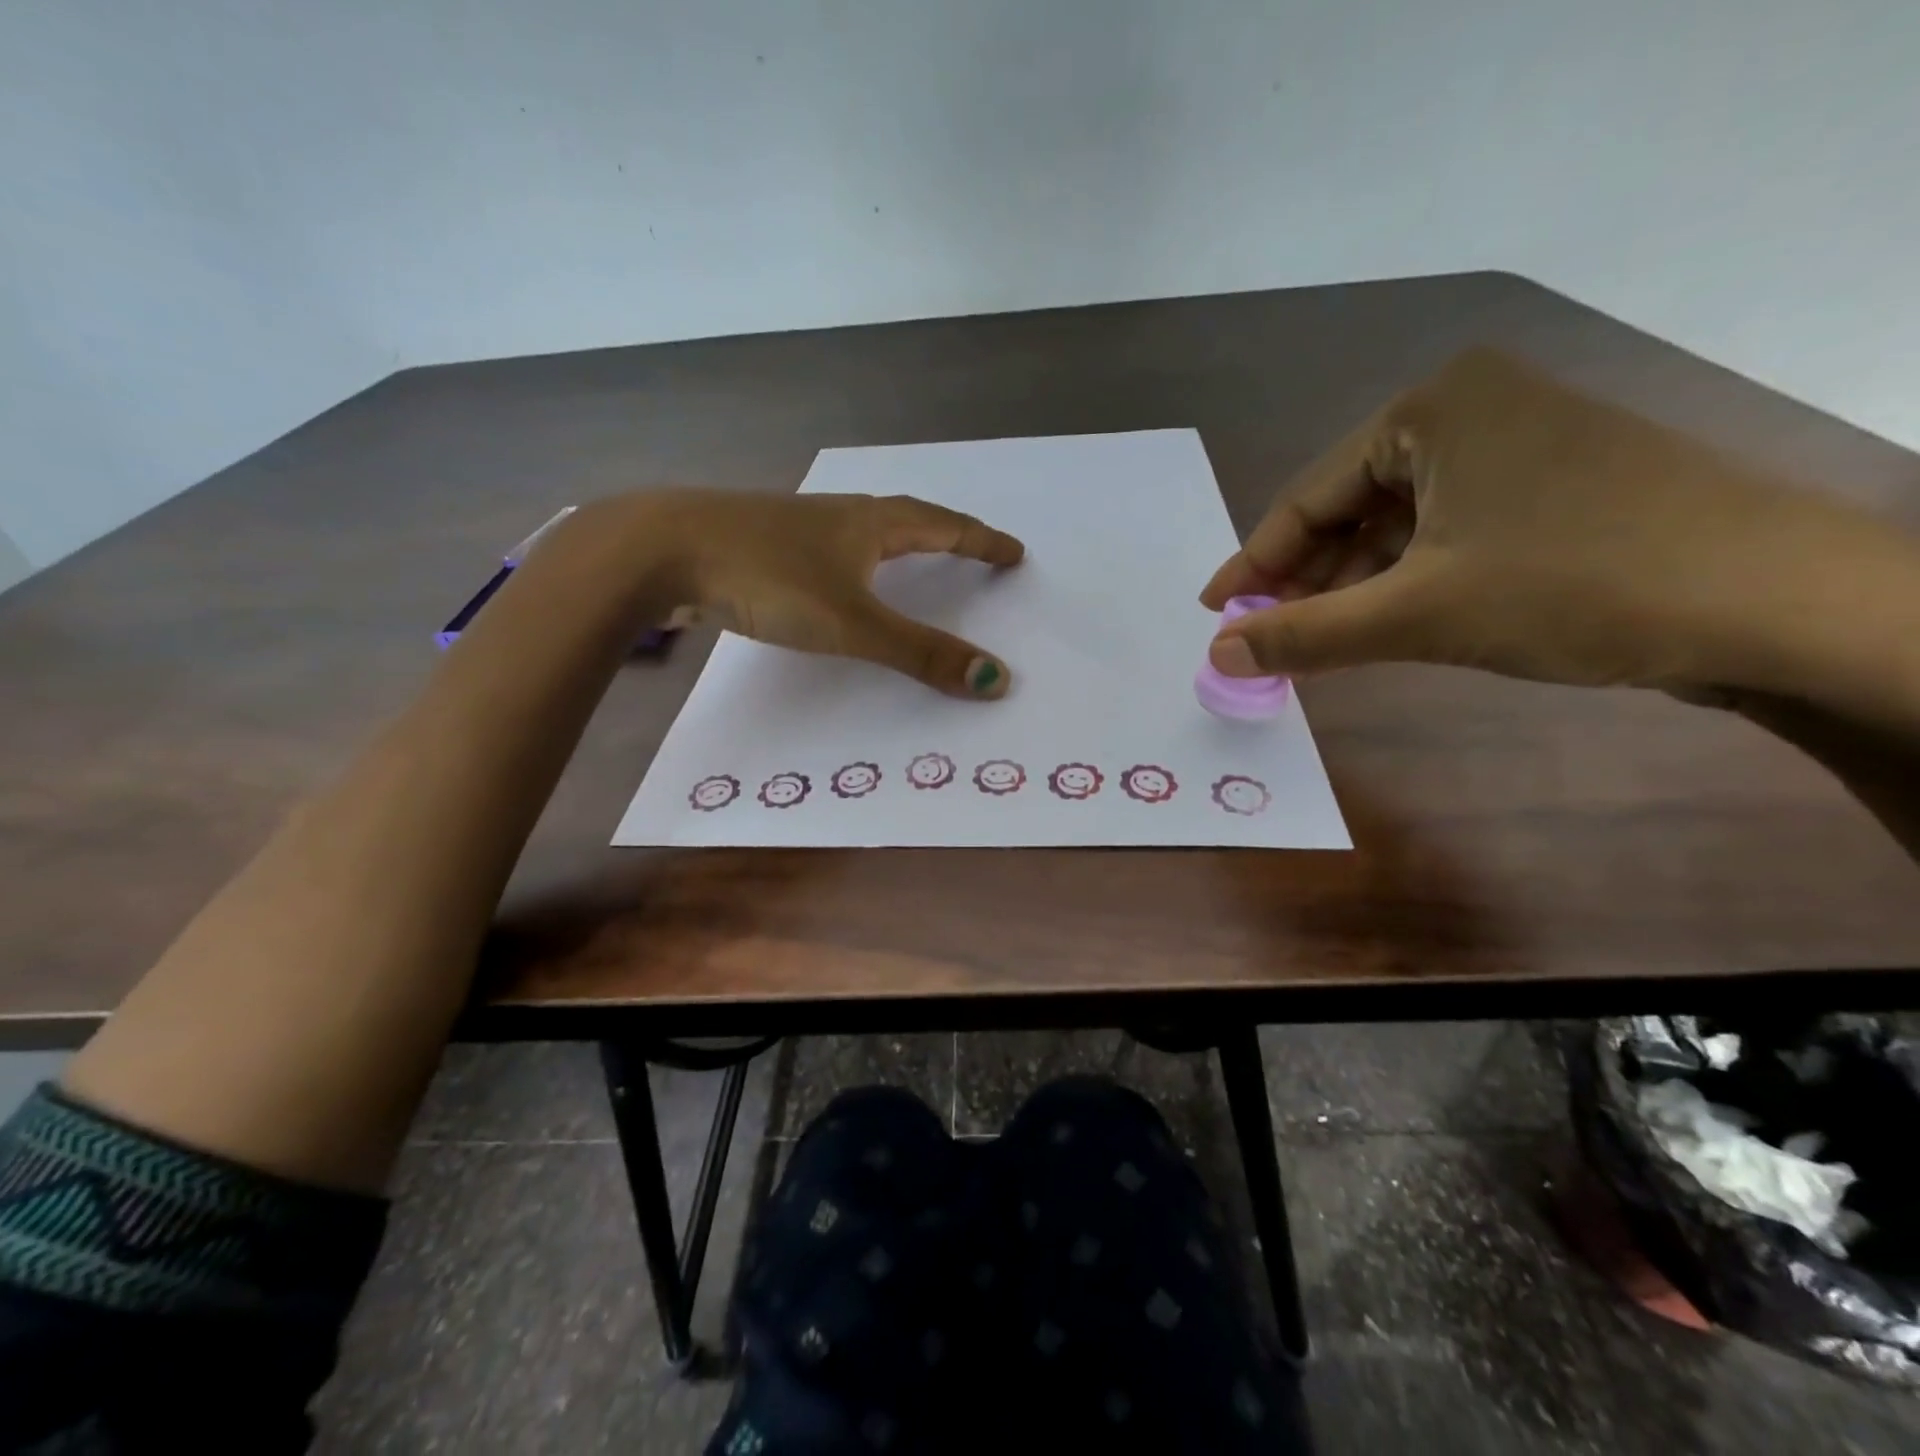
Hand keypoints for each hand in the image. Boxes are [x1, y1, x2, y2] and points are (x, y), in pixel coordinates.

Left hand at [649, 489, 1025, 698]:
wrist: (662, 549)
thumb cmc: (769, 579)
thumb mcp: (853, 623)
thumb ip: (920, 654)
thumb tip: (995, 681)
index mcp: (870, 523)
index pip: (944, 527)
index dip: (982, 542)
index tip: (1014, 551)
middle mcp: (839, 516)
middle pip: (908, 518)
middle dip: (947, 533)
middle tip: (973, 549)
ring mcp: (796, 527)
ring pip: (863, 529)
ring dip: (898, 541)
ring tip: (914, 557)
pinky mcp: (763, 544)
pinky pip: (828, 548)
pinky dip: (853, 561)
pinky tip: (837, 576)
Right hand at [1200, 347, 1860, 692]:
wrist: (1779, 604)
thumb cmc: (1575, 586)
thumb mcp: (1416, 614)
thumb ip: (1303, 635)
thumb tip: (1215, 655)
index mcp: (1431, 408)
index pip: (1308, 497)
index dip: (1254, 564)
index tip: (1213, 614)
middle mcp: (1470, 408)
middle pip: (1349, 507)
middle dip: (1305, 577)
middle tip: (1266, 636)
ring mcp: (1516, 444)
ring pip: (1396, 523)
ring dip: (1352, 584)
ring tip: (1320, 640)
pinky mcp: (1549, 485)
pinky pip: (1443, 530)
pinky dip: (1405, 578)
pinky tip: (1387, 620)